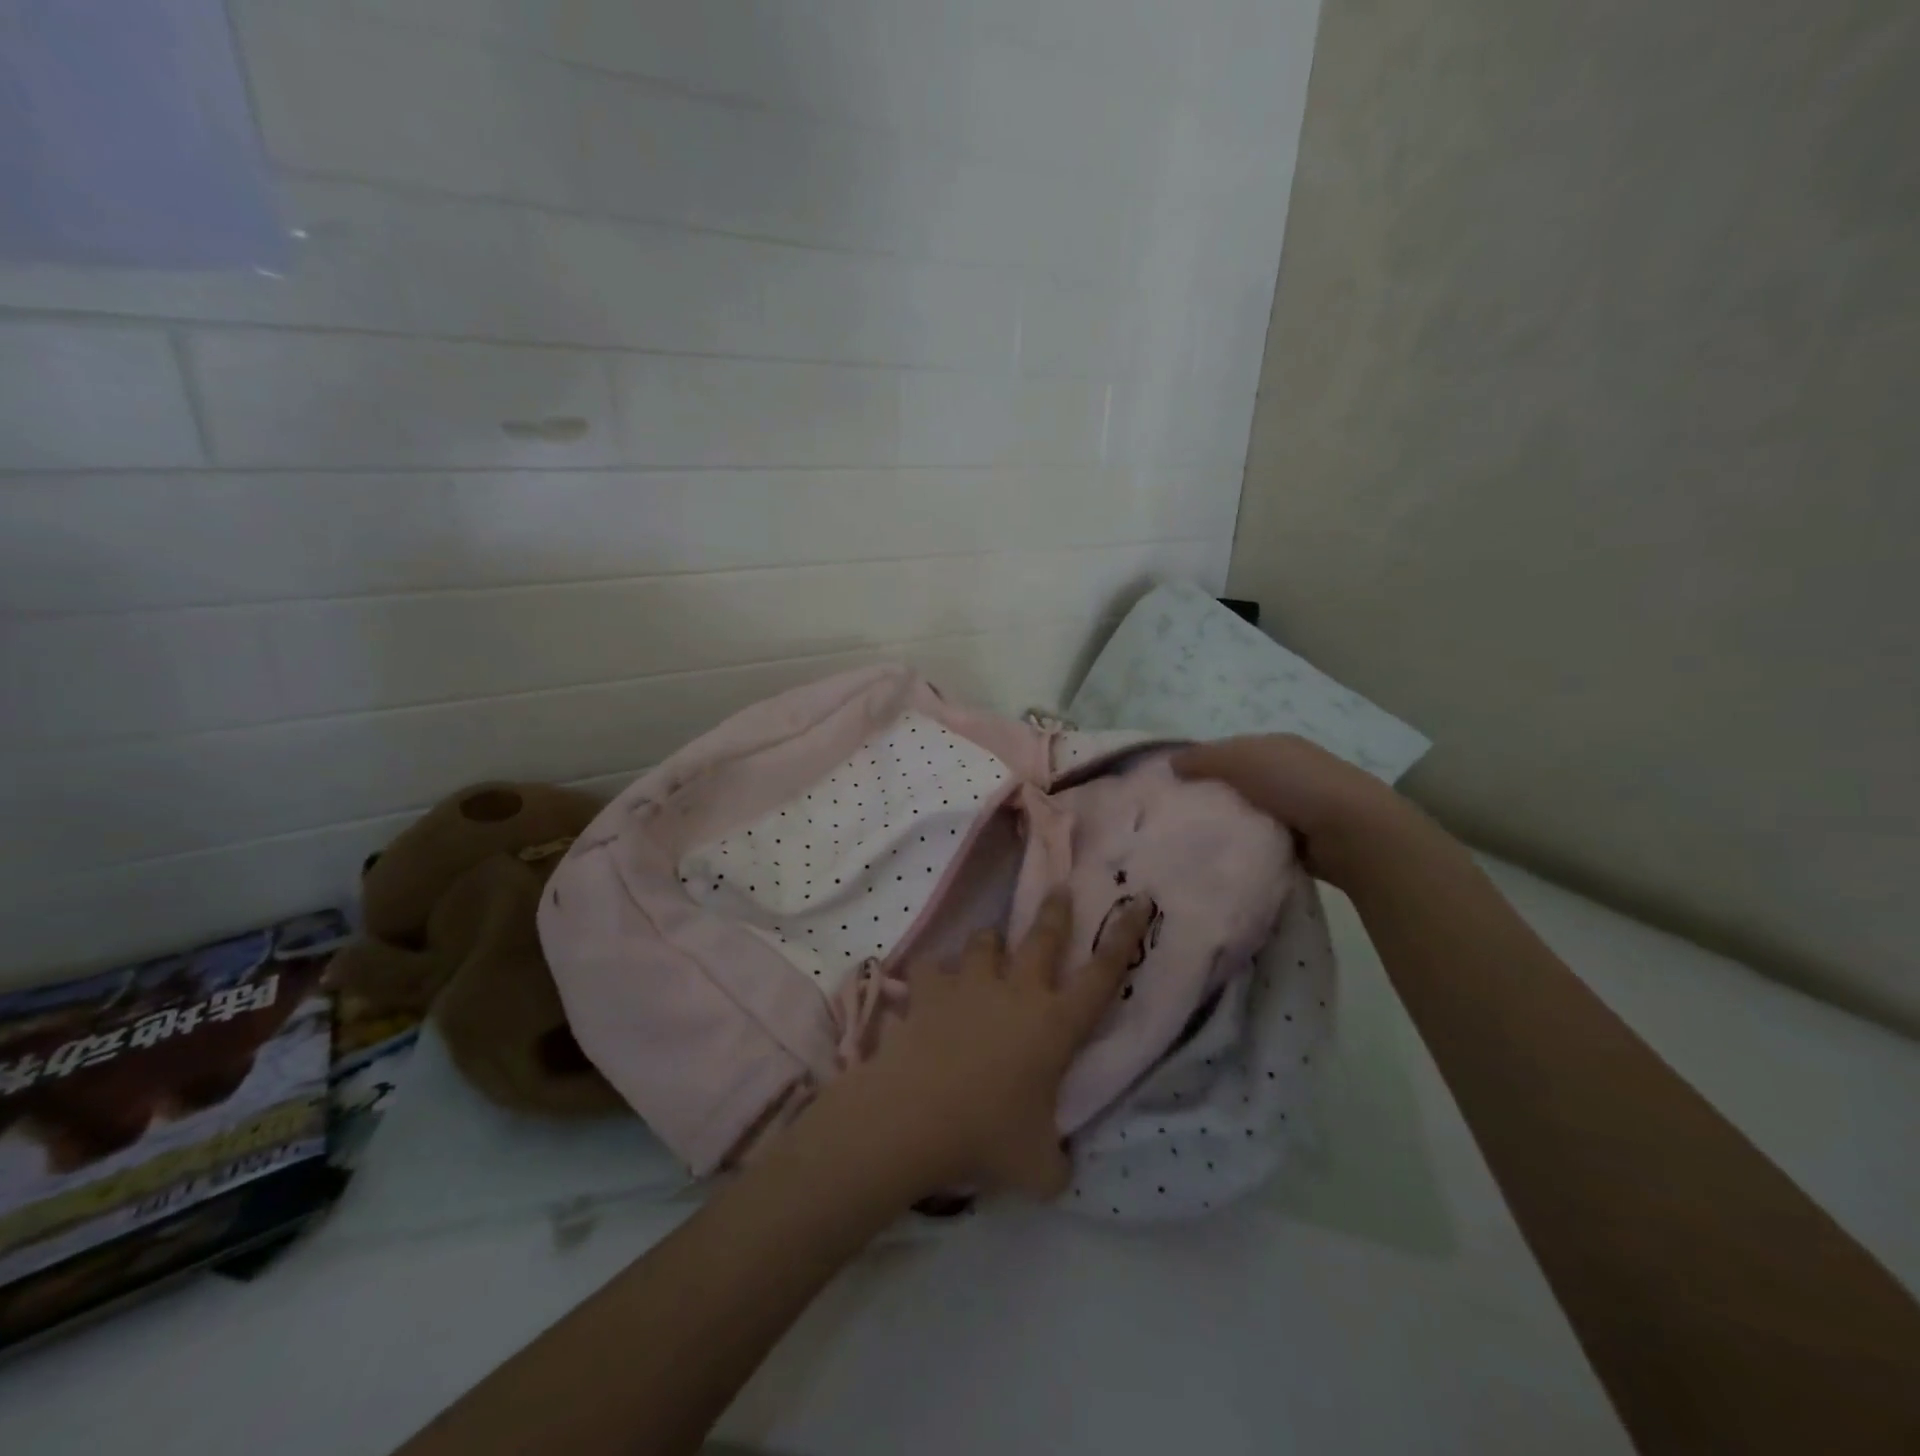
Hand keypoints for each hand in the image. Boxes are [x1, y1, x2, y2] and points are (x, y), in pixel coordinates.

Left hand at [816, 892, 1154, 1202]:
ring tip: (988, 948)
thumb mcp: (1040, 1170)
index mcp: (1055, 1025)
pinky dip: (932, 976)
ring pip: (984, 942)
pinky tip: (929, 987)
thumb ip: (1059, 1164)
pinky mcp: (929, 990)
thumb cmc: (988, 1138)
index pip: (1102, 975)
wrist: (916, 1115)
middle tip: (1059, 890)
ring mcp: (970, 985)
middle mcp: (1017, 992)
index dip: (1123, 937)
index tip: (1136, 903)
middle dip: (1055, 911)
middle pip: (1043, 937)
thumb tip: (1061, 1170)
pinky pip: (930, 968)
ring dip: (989, 944)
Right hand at [1172, 734, 1420, 888]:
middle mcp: (1287, 772)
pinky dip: (1248, 845)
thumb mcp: (1240, 759)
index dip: (1199, 764)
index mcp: (1274, 746)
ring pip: (1249, 813)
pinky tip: (1228, 855)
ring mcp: (1299, 806)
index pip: (1227, 751)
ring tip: (1196, 841)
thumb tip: (1170, 763)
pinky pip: (1264, 839)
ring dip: (1230, 824)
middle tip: (1178, 818)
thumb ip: (1203, 758)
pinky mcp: (1304, 840)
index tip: (1171, 787)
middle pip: (1237, 783)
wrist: (1353, 831)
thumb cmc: (1294, 783)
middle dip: (1212, 797)